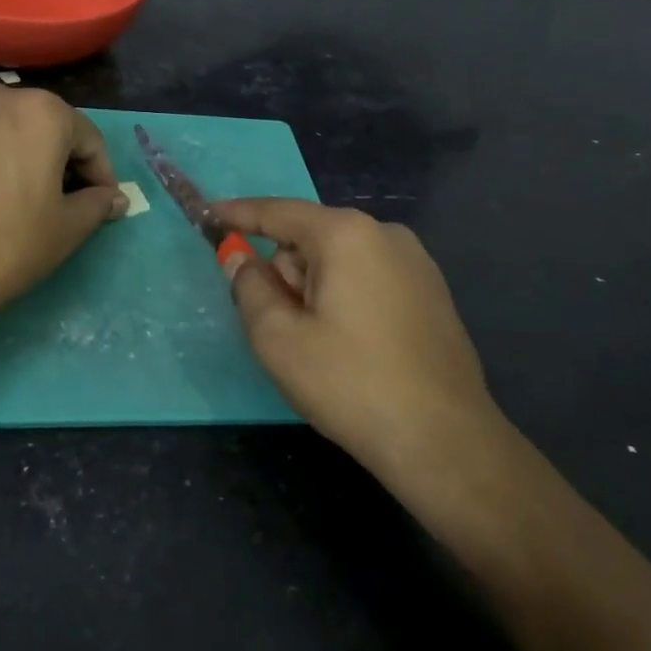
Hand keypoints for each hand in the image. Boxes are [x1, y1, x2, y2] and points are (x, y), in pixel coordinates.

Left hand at [0, 80, 126, 318]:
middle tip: (57, 196)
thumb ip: (97, 204)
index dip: (100, 173)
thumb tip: (113, 198)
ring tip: (7, 174)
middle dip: (56, 154)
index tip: (100, 203)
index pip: (87, 138)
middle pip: (40, 121)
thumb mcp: (68, 230)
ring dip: (8, 134)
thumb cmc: (7, 249)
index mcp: (45, 113)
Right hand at [213, 198, 504, 484]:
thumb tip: (240, 257)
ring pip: (339, 262)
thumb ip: (249, 287)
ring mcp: (417, 263)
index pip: (278, 212)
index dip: (238, 214)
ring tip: (323, 347)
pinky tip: (356, 349)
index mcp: (346, 235)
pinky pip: (369, 280)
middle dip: (286, 273)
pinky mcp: (432, 293)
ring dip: (316, 290)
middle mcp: (386, 235)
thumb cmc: (350, 383)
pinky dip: (346, 300)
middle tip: (285, 329)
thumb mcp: (278, 338)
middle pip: (310, 239)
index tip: (208, 216)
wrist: (442, 438)